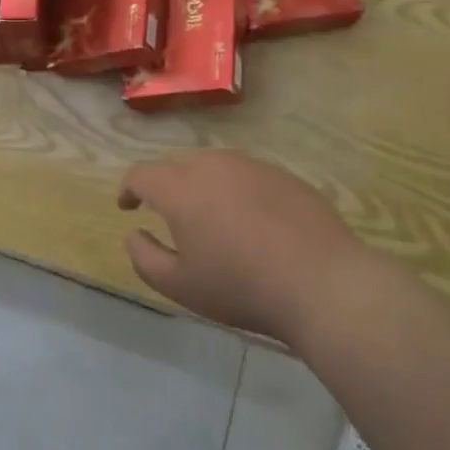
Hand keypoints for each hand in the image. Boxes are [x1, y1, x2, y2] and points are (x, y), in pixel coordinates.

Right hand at [119, 150, 368, 346]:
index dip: (128, 189)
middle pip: (176, 162)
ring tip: (205, 212)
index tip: (127, 207)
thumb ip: (145, 257)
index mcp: (181, 188)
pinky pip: (245, 172)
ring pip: (212, 163)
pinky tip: (247, 218)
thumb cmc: (241, 287)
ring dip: (198, 181)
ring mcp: (252, 165)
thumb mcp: (180, 286)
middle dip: (162, 182)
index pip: (142, 174)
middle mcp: (213, 165)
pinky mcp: (283, 174)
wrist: (321, 282)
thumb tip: (134, 234)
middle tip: (163, 210)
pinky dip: (233, 187)